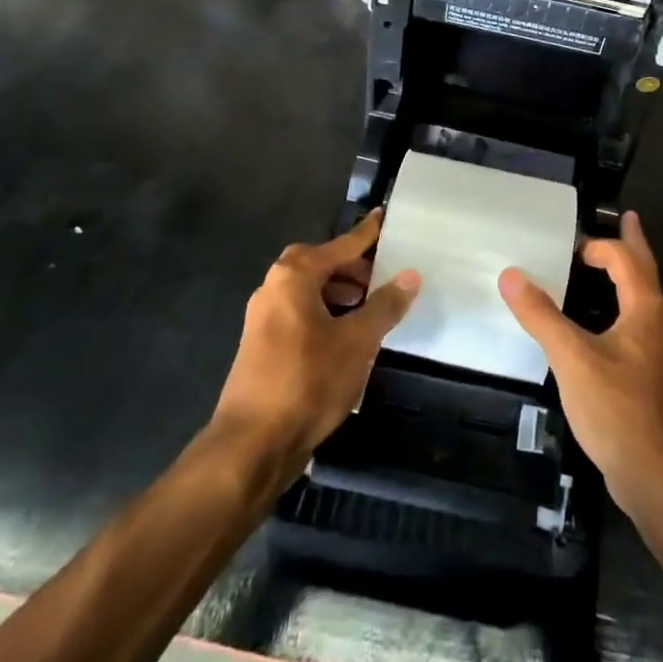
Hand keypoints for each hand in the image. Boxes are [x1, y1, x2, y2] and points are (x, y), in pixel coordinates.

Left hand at [212, 210, 419, 484]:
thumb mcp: (358, 340)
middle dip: (352, 268)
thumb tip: (410, 275)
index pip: (341, 245)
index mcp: (294, 276)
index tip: (383, 216)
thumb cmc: (308, 380)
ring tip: (370, 307)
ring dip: (339, 294)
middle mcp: (273, 288)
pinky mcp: (262, 347)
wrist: (252, 445)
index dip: (366, 234)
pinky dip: (325, 314)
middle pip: (320, 265)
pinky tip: (347, 337)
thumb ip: (385, 305)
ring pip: (309, 292)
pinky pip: (300, 315)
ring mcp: (263, 319)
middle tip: (383, 275)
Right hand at [498, 212, 662, 514]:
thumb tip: (510, 275)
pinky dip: (622, 305)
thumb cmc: (618, 409)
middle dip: (634, 244)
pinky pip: (635, 324)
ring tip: (610, 265)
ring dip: (629, 274)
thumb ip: (541, 316)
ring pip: (643, 298)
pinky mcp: (648, 376)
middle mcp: (656, 322)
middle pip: (645, 271)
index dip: (599, 246)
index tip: (569, 245)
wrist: (659, 477)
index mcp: (644, 309)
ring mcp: (655, 351)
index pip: (625, 259)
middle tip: (628, 218)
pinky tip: (603, 324)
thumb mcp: (572, 359)